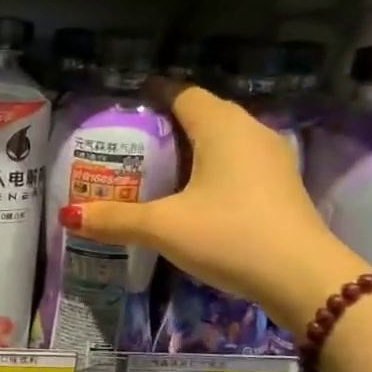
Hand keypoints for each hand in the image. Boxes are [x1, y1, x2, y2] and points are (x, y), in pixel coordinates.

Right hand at [58, 80, 367, 329]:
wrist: (303, 278)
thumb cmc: (229, 236)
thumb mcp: (164, 228)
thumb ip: (115, 220)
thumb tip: (68, 216)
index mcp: (221, 127)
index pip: (183, 93)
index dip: (155, 92)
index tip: (129, 101)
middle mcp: (250, 131)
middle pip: (204, 112)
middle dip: (170, 120)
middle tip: (134, 139)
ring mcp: (272, 158)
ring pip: (225, 136)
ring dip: (194, 144)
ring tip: (160, 164)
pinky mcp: (281, 184)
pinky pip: (239, 159)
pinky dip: (214, 164)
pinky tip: (196, 190)